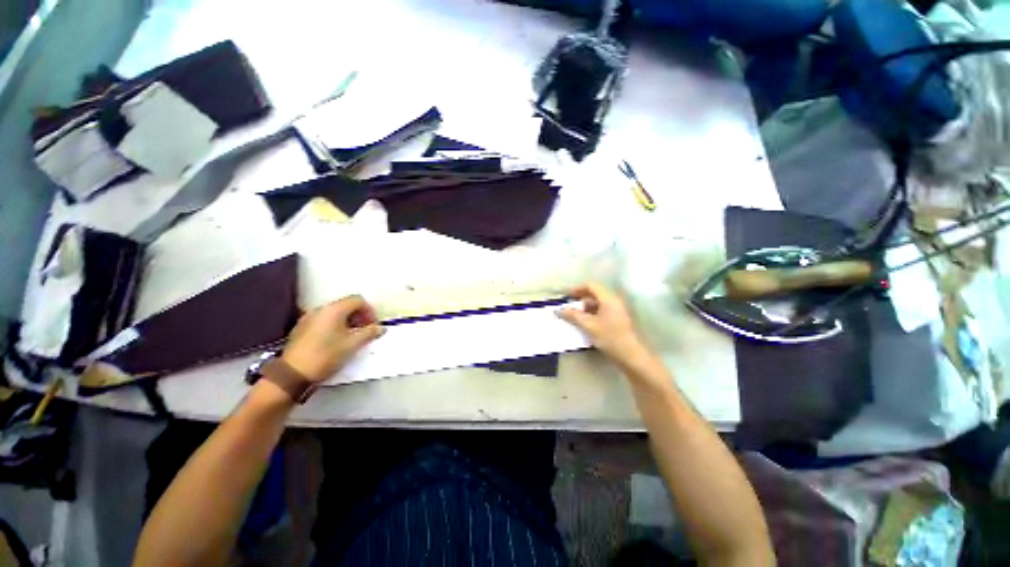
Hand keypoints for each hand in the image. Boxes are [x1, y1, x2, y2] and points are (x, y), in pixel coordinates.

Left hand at [282, 296, 383, 381]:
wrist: (292, 374)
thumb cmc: (326, 355)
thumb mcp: (353, 344)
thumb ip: (369, 333)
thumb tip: (381, 328)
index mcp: (334, 309)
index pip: (358, 300)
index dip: (370, 311)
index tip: (374, 326)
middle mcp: (320, 309)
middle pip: (346, 305)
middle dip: (360, 316)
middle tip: (366, 332)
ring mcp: (308, 318)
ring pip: (335, 314)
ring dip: (348, 322)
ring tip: (353, 338)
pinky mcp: (301, 328)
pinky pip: (324, 321)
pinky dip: (335, 327)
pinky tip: (336, 342)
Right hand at [558, 283, 648, 365]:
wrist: (630, 355)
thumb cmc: (610, 337)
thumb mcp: (588, 326)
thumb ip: (573, 315)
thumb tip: (559, 310)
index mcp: (608, 299)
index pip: (591, 285)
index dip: (577, 289)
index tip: (566, 296)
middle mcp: (614, 300)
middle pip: (594, 292)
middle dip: (580, 297)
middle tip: (569, 305)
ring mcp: (617, 309)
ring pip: (598, 301)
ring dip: (585, 306)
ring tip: (575, 315)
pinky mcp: (617, 318)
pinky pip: (602, 309)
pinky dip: (592, 312)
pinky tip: (585, 322)